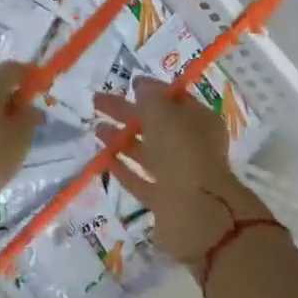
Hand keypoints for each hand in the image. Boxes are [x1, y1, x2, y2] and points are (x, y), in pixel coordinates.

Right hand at [94, 77, 274, 269]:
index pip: (174, 100)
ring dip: (122, 139)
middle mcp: (192, 147)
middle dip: (127, 112)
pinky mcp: (164, 201)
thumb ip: (150, 97)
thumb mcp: (164, 113)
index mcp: (200, 122)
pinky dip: (123, 168)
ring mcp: (179, 176)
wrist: (196, 213)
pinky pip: (140, 179)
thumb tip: (141, 85)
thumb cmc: (182, 151)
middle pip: (156, 125)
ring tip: (97, 129)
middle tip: (98, 102)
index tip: (128, 84)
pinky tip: (103, 159)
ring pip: (147, 152)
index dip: (152, 91)